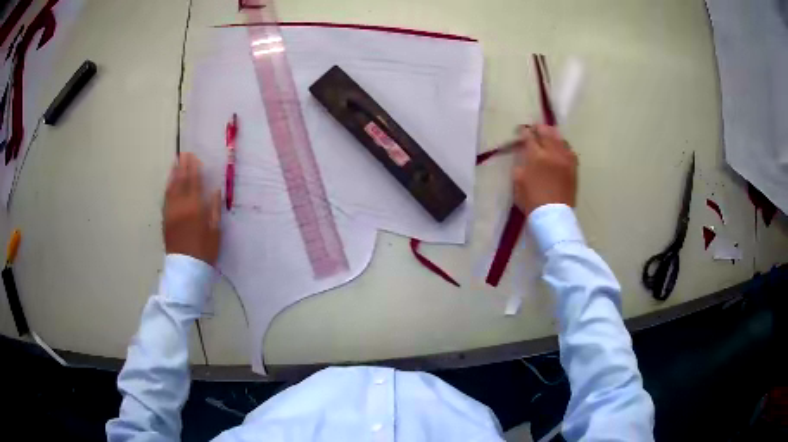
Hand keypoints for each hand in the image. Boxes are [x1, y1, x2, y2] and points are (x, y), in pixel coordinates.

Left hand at [164, 153, 221, 264]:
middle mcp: (181, 207)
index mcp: (195, 209)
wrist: (186, 269)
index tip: (194, 157)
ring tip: (175, 163)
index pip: (194, 183)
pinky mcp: (166, 220)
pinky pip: (166, 199)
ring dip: (173, 175)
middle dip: (183, 167)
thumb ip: (214, 209)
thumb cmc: (204, 251)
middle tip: (184, 154)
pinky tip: (169, 183)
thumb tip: (215, 191)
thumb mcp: (215, 232)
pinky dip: (168, 188)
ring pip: (171, 189)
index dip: (194, 169)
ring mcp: (171, 213)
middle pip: (181, 182)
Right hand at [512, 124, 577, 215]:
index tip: (521, 130)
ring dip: (553, 135)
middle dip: (540, 128)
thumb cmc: (531, 200)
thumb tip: (524, 156)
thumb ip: (520, 164)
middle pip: (547, 133)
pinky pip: (570, 151)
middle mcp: (552, 153)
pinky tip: (561, 148)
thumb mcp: (518, 181)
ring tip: (549, 134)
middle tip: (535, 128)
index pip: (529, 137)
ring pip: (560, 139)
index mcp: (536, 156)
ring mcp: (565, 160)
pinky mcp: (573, 168)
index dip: (524, 132)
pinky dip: (564, 146)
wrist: (553, 215)